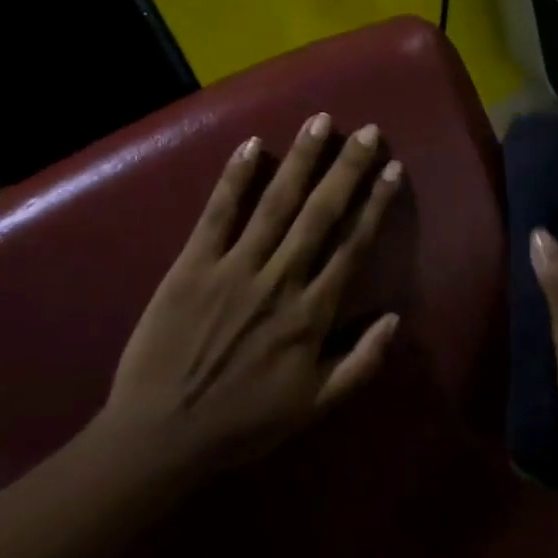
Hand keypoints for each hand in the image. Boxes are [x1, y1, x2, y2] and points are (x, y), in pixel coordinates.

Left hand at [98, 113, 404, 484]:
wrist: (161, 435)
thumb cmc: (242, 422)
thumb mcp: (314, 407)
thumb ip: (361, 364)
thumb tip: (395, 318)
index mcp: (311, 314)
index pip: (352, 246)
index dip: (376, 204)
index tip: (393, 169)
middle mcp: (279, 280)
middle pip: (320, 214)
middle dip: (347, 169)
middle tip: (368, 131)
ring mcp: (234, 268)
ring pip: (276, 204)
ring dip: (302, 161)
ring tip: (321, 122)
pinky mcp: (192, 266)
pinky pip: (217, 214)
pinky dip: (234, 179)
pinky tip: (252, 145)